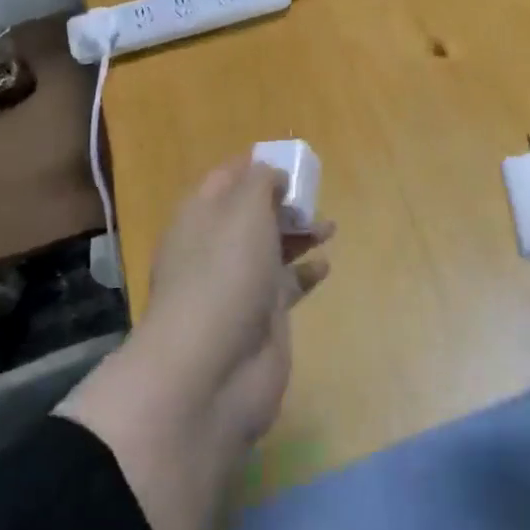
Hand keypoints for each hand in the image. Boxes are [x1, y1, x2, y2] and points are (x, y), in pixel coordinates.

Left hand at [142, 158, 330, 443]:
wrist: (211, 371)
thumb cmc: (224, 274)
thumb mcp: (243, 210)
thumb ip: (261, 182)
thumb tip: (272, 175)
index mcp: (200, 215)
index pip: (226, 178)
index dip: (256, 165)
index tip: (289, 159)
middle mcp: (214, 247)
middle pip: (250, 213)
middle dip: (281, 201)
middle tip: (313, 194)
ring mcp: (236, 285)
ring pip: (270, 248)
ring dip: (298, 234)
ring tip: (329, 226)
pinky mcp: (260, 319)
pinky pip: (285, 286)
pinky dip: (304, 273)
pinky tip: (325, 265)